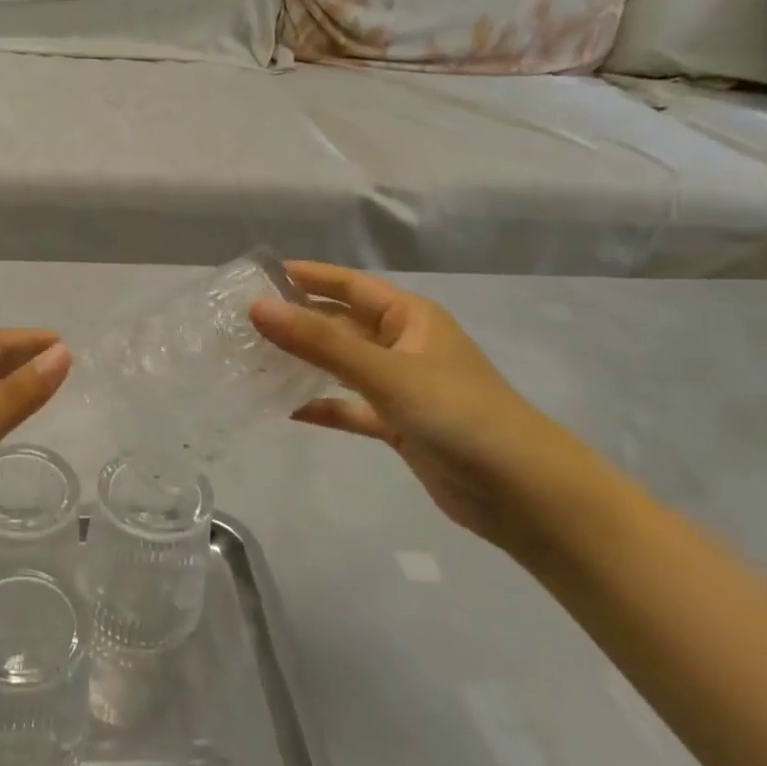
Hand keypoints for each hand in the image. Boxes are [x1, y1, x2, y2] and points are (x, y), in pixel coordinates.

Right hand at [250, 262, 593, 548]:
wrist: (523, 492)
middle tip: (243, 321)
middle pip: (341, 325)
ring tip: (253, 361)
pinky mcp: (399, 425)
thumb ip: (319, 342)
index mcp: (410, 318)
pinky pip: (350, 408)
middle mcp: (404, 345)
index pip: (351, 285)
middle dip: (298, 322)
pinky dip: (323, 407)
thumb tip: (257, 306)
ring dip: (304, 363)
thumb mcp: (385, 371)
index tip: (261, 274)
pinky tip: (286, 409)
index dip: (309, 277)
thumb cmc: (458, 413)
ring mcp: (401, 387)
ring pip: (342, 366)